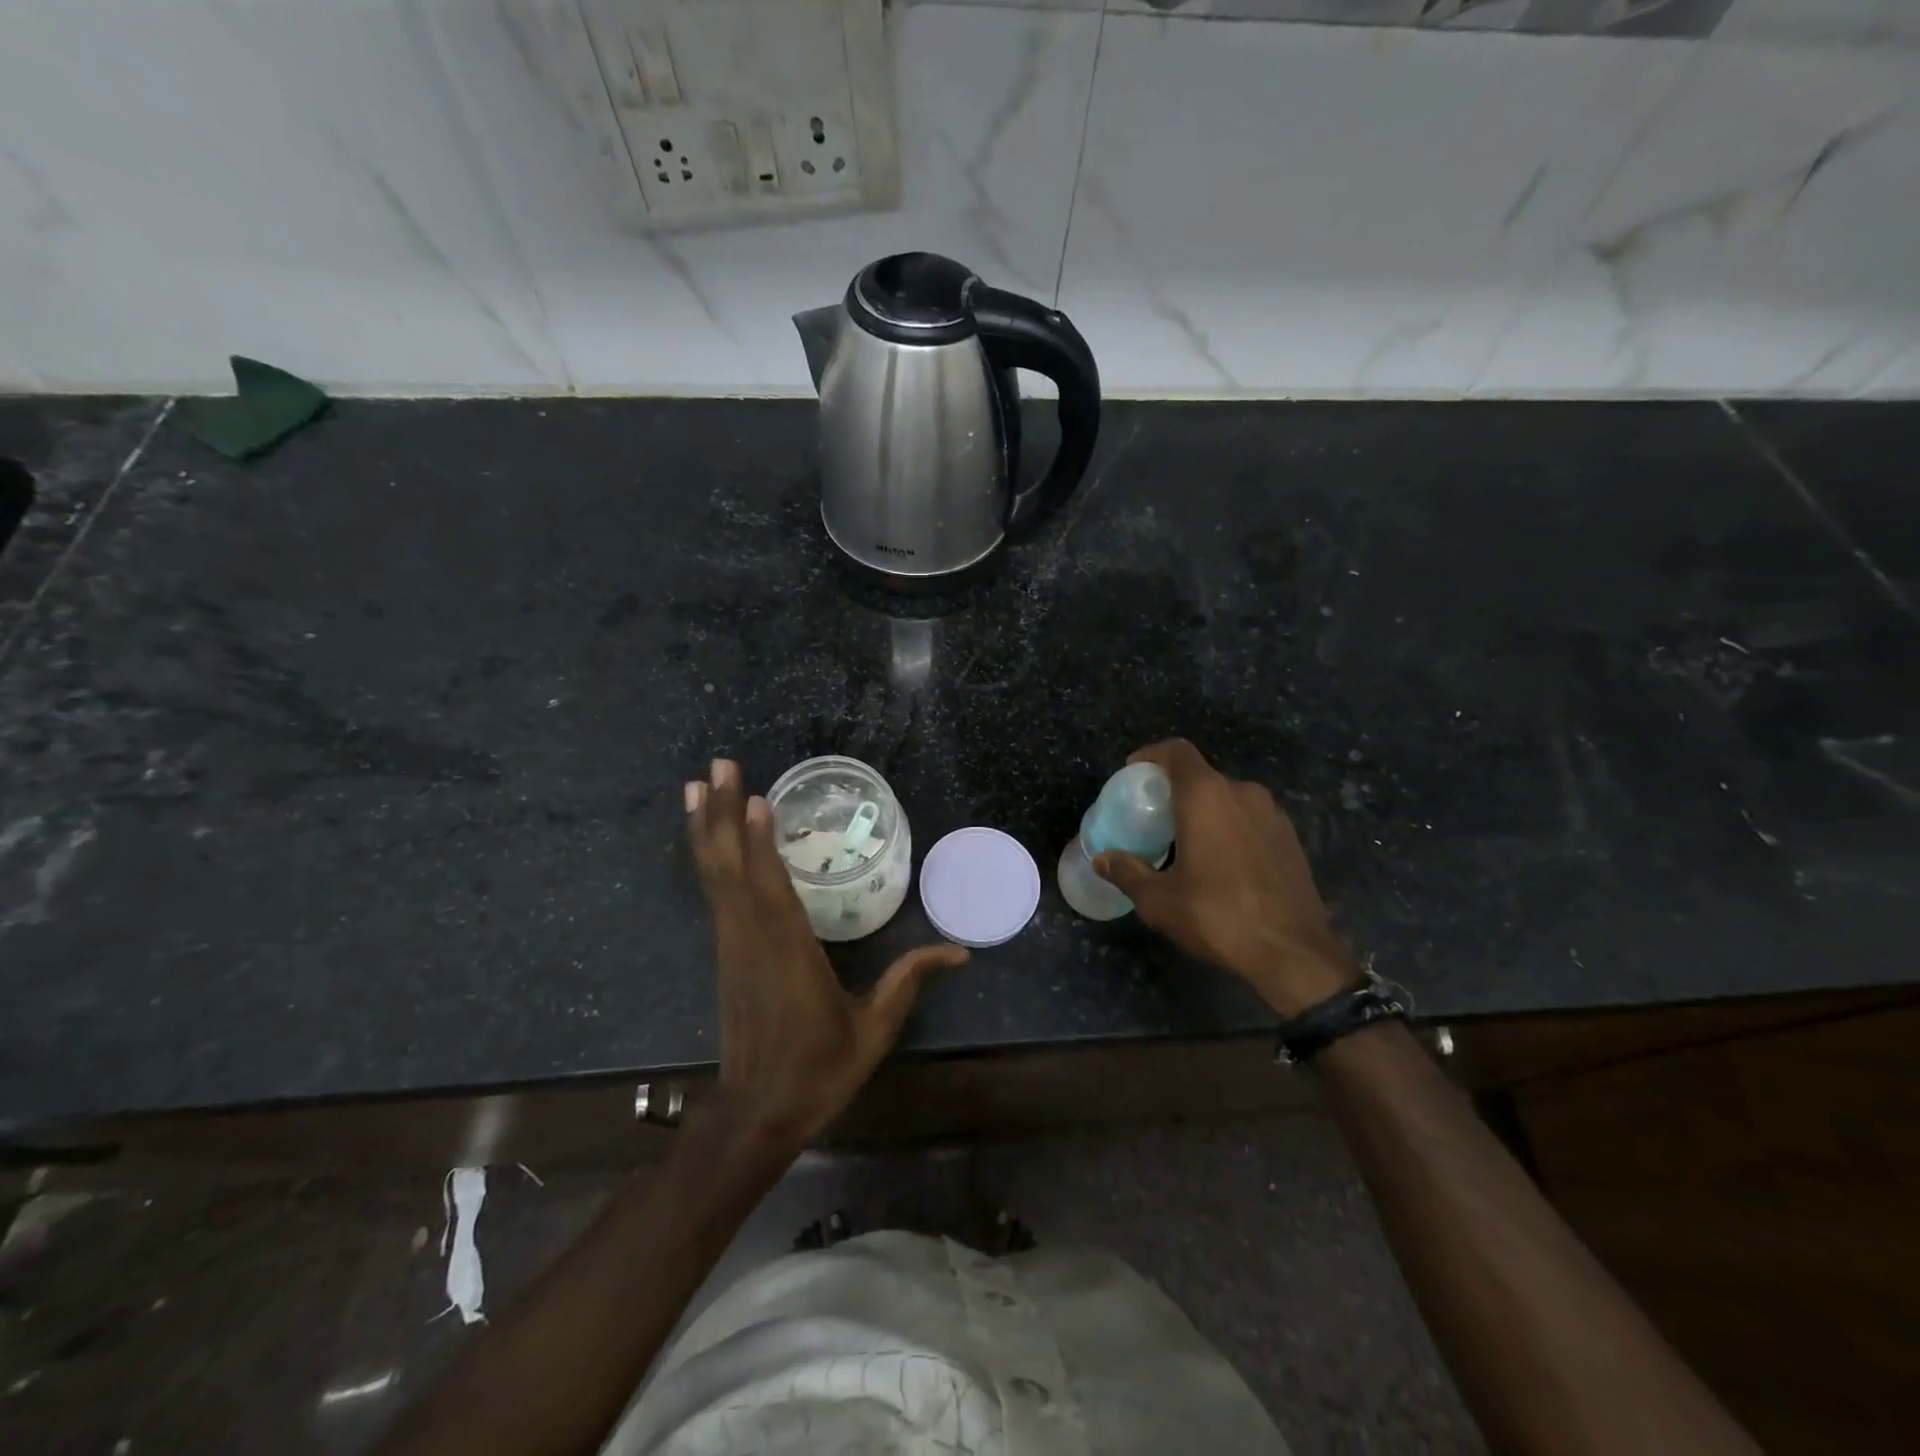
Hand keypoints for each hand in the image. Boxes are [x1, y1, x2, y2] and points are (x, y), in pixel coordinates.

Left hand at [686, 760, 968, 1159]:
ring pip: (715, 875)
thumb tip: (960, 949)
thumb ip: (910, 981)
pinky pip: (714, 891)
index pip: (770, 889)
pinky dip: (706, 855)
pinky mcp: (726, 949)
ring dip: (704, 827)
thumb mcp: (874, 1029)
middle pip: (731, 868)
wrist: (757, 1113)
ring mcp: (733, 943)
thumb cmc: (819, 1070)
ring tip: (694, 783)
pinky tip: (704, 835)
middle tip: (716, 764)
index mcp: (789, 955)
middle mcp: (753, 939)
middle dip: (720, 813)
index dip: (759, 843)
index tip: (752, 797)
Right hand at [1094, 739, 1360, 1016]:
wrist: (1294, 953)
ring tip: (1186, 841)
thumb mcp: (1159, 901)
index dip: (1152, 755)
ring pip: (1228, 797)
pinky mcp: (1290, 838)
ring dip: (1205, 810)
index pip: (1177, 751)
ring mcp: (1272, 814)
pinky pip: (1250, 818)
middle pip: (1202, 776)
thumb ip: (1128, 873)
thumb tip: (1102, 860)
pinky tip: (1221, 861)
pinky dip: (1230, 827)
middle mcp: (1242, 793)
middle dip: (1175, 789)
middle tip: (1154, 816)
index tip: (1133, 772)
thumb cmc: (1218, 916)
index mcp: (1206, 796)